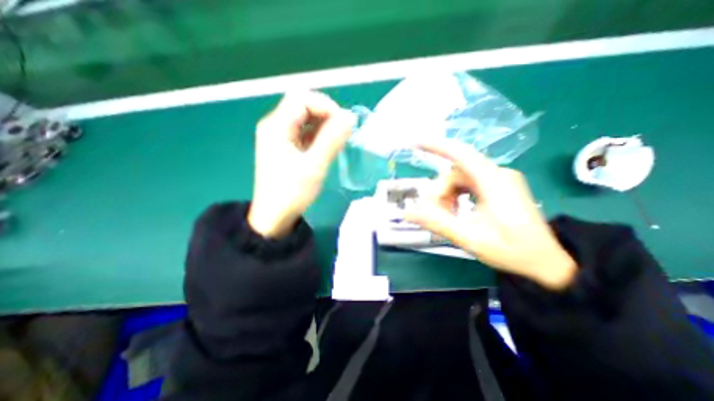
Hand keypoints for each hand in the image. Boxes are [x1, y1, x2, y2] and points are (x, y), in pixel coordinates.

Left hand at [249, 90, 356, 238]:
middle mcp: (275, 126)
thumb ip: (332, 140)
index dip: (326, 106)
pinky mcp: (286, 147)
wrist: (274, 216)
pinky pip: (305, 132)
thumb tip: (349, 117)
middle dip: (326, 115)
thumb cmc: (292, 193)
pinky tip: (328, 147)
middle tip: (342, 133)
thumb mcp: (314, 166)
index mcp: (276, 126)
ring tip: (338, 141)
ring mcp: (280, 136)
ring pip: (306, 119)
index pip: (302, 98)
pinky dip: (319, 135)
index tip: (343, 124)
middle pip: (303, 106)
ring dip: (325, 125)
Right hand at [404, 142, 575, 289]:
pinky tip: (456, 211)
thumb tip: (407, 214)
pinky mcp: (497, 186)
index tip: (414, 144)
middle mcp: (496, 174)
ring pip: (459, 179)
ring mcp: (498, 179)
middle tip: (435, 215)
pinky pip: (467, 184)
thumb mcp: (469, 238)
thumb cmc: (511, 251)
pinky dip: (456, 196)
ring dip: (447, 196)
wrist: (546, 262)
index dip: (436, 146)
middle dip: (440, 192)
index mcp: (494, 182)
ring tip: (448, 217)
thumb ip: (437, 223)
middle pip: (455, 172)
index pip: (461, 154)